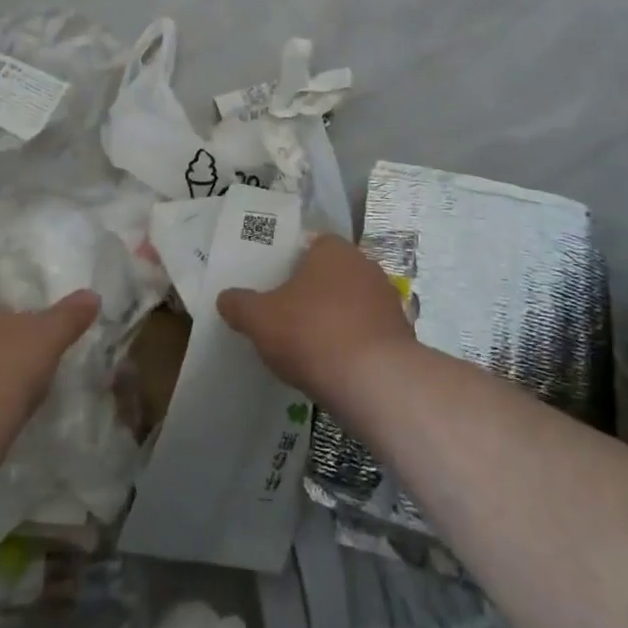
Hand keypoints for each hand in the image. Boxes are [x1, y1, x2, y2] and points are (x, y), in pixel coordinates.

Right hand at [216, 235, 413, 404]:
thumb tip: (225, 298)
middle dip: (311, 293)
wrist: (376, 382)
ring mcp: (388, 301)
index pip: (310, 244)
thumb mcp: (259, 319)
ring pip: (350, 304)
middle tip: (285, 315)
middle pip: (331, 274)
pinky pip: (366, 334)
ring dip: (333, 320)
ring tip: (307, 346)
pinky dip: (351, 345)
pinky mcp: (401, 336)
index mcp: (333, 250)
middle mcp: (365, 266)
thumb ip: (240, 305)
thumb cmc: (312, 333)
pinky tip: (333, 367)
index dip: (290, 263)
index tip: (273, 285)